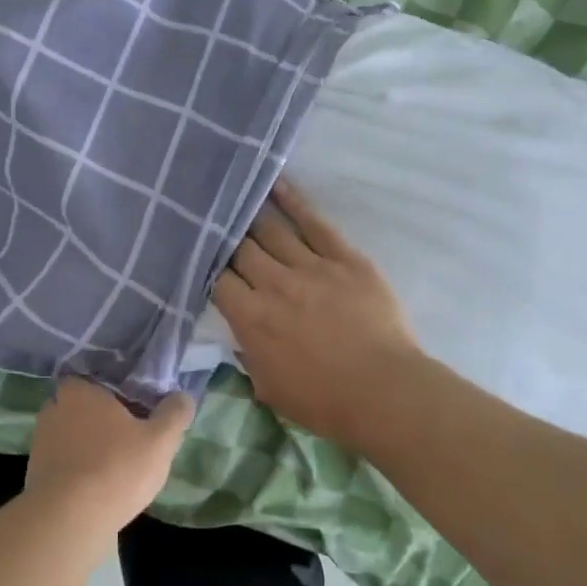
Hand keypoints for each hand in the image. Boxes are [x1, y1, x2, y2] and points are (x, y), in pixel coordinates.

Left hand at [25, 378, 193, 527]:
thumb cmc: (116, 468)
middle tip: (125, 434)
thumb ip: (174, 414)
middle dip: (98, 418)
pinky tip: (95, 485)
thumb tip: (183, 396)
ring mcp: (40, 442)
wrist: (68, 519)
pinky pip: (61, 461)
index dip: (111, 391)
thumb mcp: (160, 440)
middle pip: (79, 406)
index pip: (92, 379)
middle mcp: (54, 409)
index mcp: (80, 391)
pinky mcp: (35, 473)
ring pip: (69, 434)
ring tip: (113, 462)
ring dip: (86, 444)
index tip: (131, 405)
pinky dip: (75, 468)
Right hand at [212, 182, 421, 451]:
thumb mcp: (269, 389)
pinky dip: (294, 201)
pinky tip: (277, 184)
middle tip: (216, 223)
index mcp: (250, 318)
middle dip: (225, 237)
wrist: (384, 392)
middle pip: (240, 249)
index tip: (202, 260)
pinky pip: (314, 223)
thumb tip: (241, 339)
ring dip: (251, 214)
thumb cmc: (324, 401)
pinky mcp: (344, 259)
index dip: (207, 268)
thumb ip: (248, 357)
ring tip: (235, 195)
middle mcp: (273, 284)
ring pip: (271, 231)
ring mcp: (310, 267)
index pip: (217, 281)